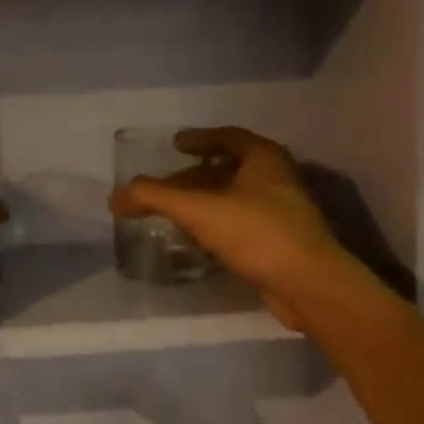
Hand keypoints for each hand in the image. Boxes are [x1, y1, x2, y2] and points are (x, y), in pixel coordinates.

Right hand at [110, 126, 342, 328]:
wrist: (309, 286)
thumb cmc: (257, 233)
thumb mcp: (198, 210)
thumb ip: (154, 197)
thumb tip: (115, 195)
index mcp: (264, 158)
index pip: (227, 136)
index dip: (199, 138)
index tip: (175, 145)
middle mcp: (277, 178)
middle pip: (228, 168)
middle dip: (194, 175)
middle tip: (165, 185)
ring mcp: (282, 212)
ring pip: (234, 197)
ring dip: (204, 201)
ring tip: (173, 212)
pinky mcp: (280, 242)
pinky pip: (240, 223)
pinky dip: (215, 224)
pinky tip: (195, 239)